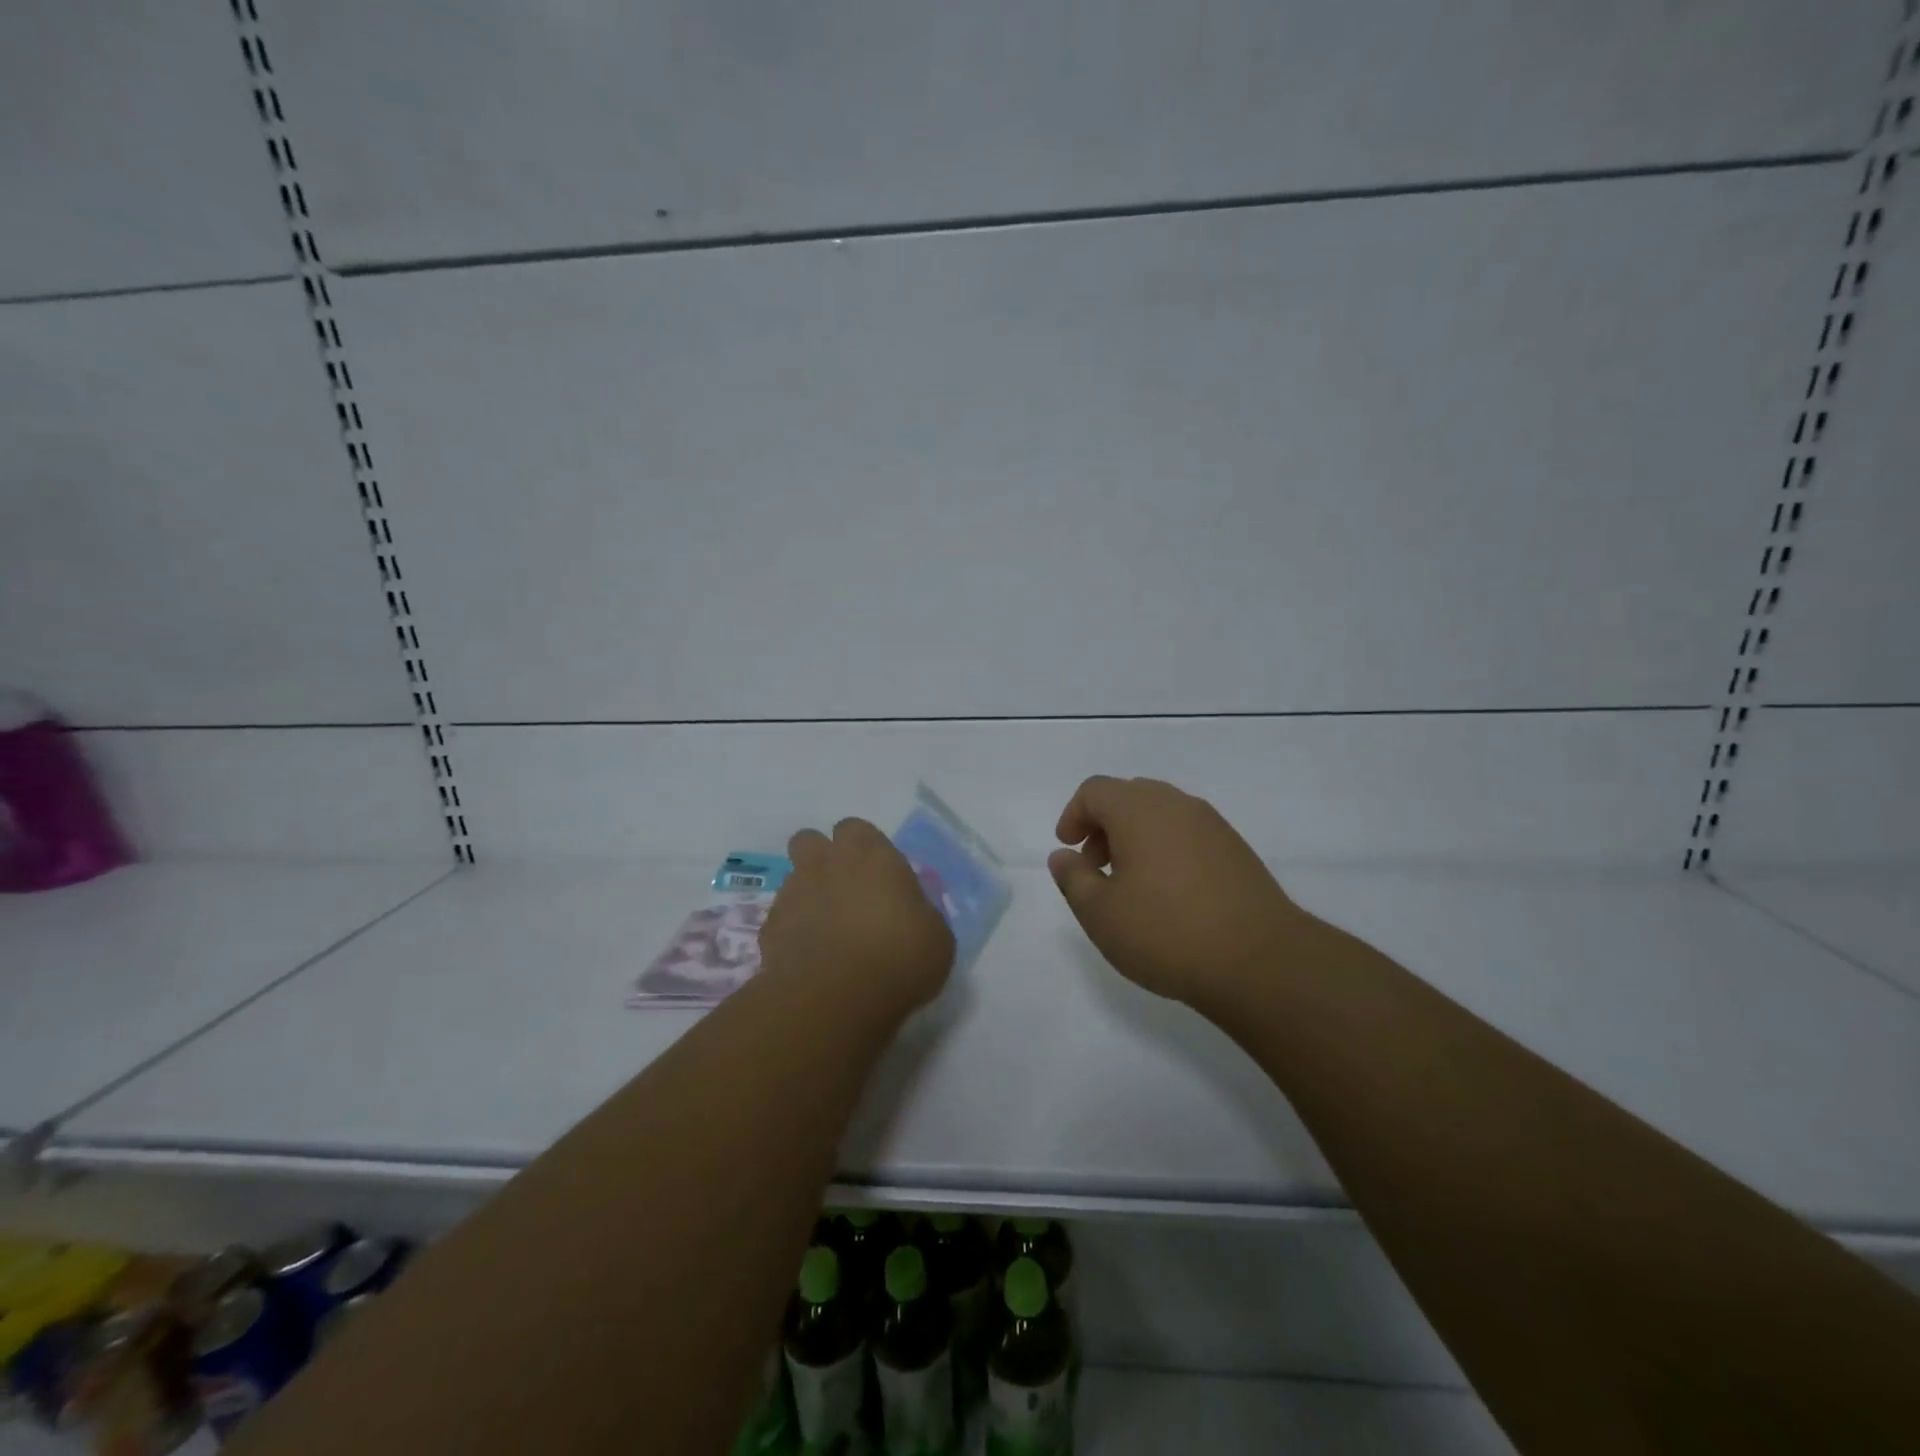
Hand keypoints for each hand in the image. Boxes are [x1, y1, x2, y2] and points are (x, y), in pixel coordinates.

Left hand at [761, 817, 955, 1012]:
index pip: (856, 828)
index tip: (876, 875)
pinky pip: (781, 919)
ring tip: (827, 930)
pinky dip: (792, 932)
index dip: (863, 848)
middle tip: (843, 890)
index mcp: (870, 853)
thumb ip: (918, 912)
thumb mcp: (936, 935)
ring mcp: (792, 893)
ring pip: (792, 879)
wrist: (837, 997)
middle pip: (810, 840)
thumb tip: (909, 914)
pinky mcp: (769, 928)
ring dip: (807, 895)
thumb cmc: (900, 957)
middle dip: (821, 858)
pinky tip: (810, 959)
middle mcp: (826, 863)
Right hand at [1048, 775, 1314, 1008]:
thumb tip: (1063, 856)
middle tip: (1095, 867)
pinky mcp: (1235, 849)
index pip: (1095, 790)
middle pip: (1128, 796)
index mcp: (1139, 810)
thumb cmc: (1166, 932)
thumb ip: (1073, 878)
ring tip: (1130, 884)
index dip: (1073, 815)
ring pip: (1160, 813)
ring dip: (1135, 837)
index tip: (1068, 849)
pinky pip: (1187, 833)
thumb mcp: (1100, 913)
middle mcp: (1176, 804)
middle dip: (1103, 825)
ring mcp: (1211, 824)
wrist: (1260, 961)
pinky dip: (1165, 848)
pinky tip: (1168, 893)